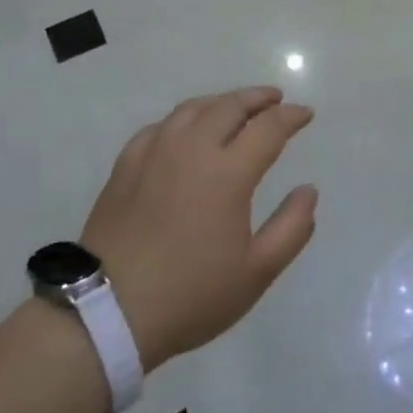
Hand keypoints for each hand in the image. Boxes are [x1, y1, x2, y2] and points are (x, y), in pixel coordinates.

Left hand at [80, 87, 316, 370]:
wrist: (105, 314)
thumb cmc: (190, 295)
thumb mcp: (256, 272)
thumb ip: (292, 228)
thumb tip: (308, 190)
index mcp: (228, 173)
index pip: (268, 127)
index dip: (291, 116)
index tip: (306, 114)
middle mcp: (192, 150)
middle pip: (230, 106)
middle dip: (258, 98)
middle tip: (275, 99)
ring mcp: (154, 154)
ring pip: (192, 109)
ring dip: (221, 101)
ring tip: (235, 107)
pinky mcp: (125, 167)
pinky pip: (160, 126)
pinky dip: (183, 119)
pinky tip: (185, 130)